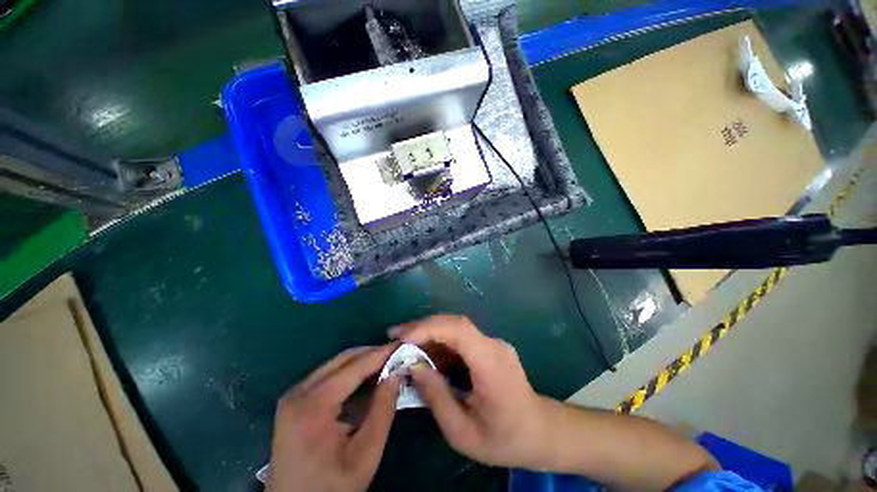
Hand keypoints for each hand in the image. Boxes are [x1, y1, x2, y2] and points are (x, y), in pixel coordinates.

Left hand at [269, 345, 401, 491]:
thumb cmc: (331, 486)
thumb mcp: (365, 454)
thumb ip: (382, 410)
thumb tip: (397, 373)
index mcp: (314, 404)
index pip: (355, 366)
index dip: (382, 353)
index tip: (403, 345)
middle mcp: (300, 391)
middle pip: (344, 359)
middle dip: (373, 353)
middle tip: (397, 355)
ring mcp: (294, 394)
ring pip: (336, 364)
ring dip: (362, 361)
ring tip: (386, 364)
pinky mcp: (294, 400)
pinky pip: (327, 374)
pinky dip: (350, 372)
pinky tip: (366, 379)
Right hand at [390, 315, 559, 468]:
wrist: (540, 432)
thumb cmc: (503, 439)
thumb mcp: (462, 431)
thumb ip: (436, 396)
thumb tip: (413, 366)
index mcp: (491, 363)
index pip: (459, 331)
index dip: (429, 328)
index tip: (403, 338)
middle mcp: (493, 345)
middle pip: (455, 323)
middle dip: (423, 326)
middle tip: (395, 334)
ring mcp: (493, 343)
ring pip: (456, 327)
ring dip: (429, 332)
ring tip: (403, 342)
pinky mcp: (489, 347)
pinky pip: (461, 338)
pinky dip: (439, 341)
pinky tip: (424, 352)